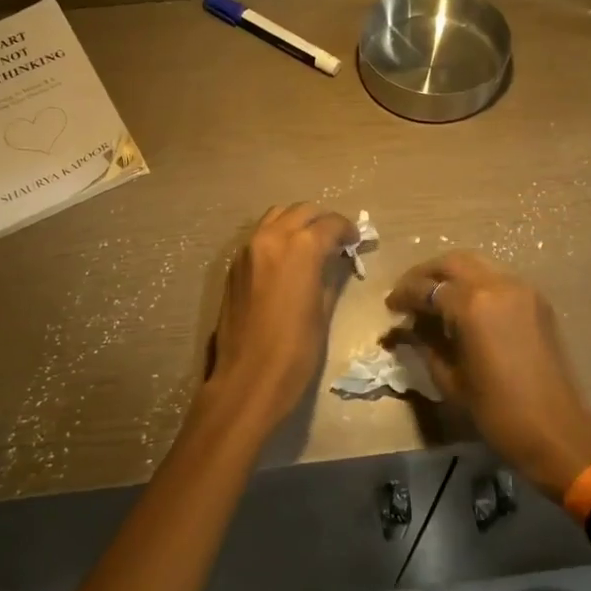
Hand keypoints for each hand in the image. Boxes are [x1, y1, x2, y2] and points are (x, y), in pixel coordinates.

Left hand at [206, 203, 357, 425]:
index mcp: (300, 248)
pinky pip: (260, 236)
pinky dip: (277, 236)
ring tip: (312, 244)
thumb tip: (336, 261)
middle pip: (301, 211)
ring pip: (276, 217)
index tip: (356, 241)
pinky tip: (288, 259)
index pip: (330, 223)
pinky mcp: (234, 266)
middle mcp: (271, 238)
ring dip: (297, 223)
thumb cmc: (296, 351)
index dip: (347, 230)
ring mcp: (247, 250)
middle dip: (322, 220)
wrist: (248, 379)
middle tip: (336, 239)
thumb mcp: (323, 311)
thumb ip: (330, 276)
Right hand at [387, 252, 590, 500]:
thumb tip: (407, 327)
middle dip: (425, 274)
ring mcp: (521, 289)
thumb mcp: (449, 379)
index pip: (426, 288)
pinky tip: (464, 306)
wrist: (556, 430)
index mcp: (472, 304)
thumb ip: (425, 343)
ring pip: (477, 264)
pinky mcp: (537, 300)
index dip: (403, 296)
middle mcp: (497, 284)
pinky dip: (475, 283)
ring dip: (451, 275)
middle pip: (452, 262)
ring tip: (433, 298)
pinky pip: (498, 278)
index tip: (390, 307)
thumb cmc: (496, 411)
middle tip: (408, 293)